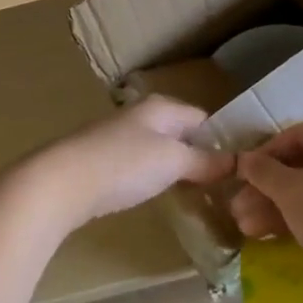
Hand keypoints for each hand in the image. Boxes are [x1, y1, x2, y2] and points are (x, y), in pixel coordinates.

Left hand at [11, 96, 234, 232]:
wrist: (60, 182)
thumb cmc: (123, 164)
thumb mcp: (172, 161)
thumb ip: (204, 161)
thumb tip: (236, 162)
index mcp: (161, 107)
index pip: (203, 118)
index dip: (223, 139)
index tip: (242, 166)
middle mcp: (140, 116)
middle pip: (181, 133)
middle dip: (201, 155)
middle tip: (225, 185)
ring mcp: (119, 138)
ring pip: (159, 149)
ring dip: (177, 168)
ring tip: (198, 193)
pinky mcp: (102, 161)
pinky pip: (140, 165)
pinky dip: (153, 177)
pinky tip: (159, 194)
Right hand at [229, 122, 302, 272]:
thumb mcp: (291, 192)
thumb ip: (263, 171)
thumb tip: (245, 160)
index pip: (297, 136)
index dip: (264, 155)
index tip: (241, 177)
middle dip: (268, 190)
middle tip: (239, 210)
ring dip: (280, 208)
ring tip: (249, 230)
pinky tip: (276, 238)